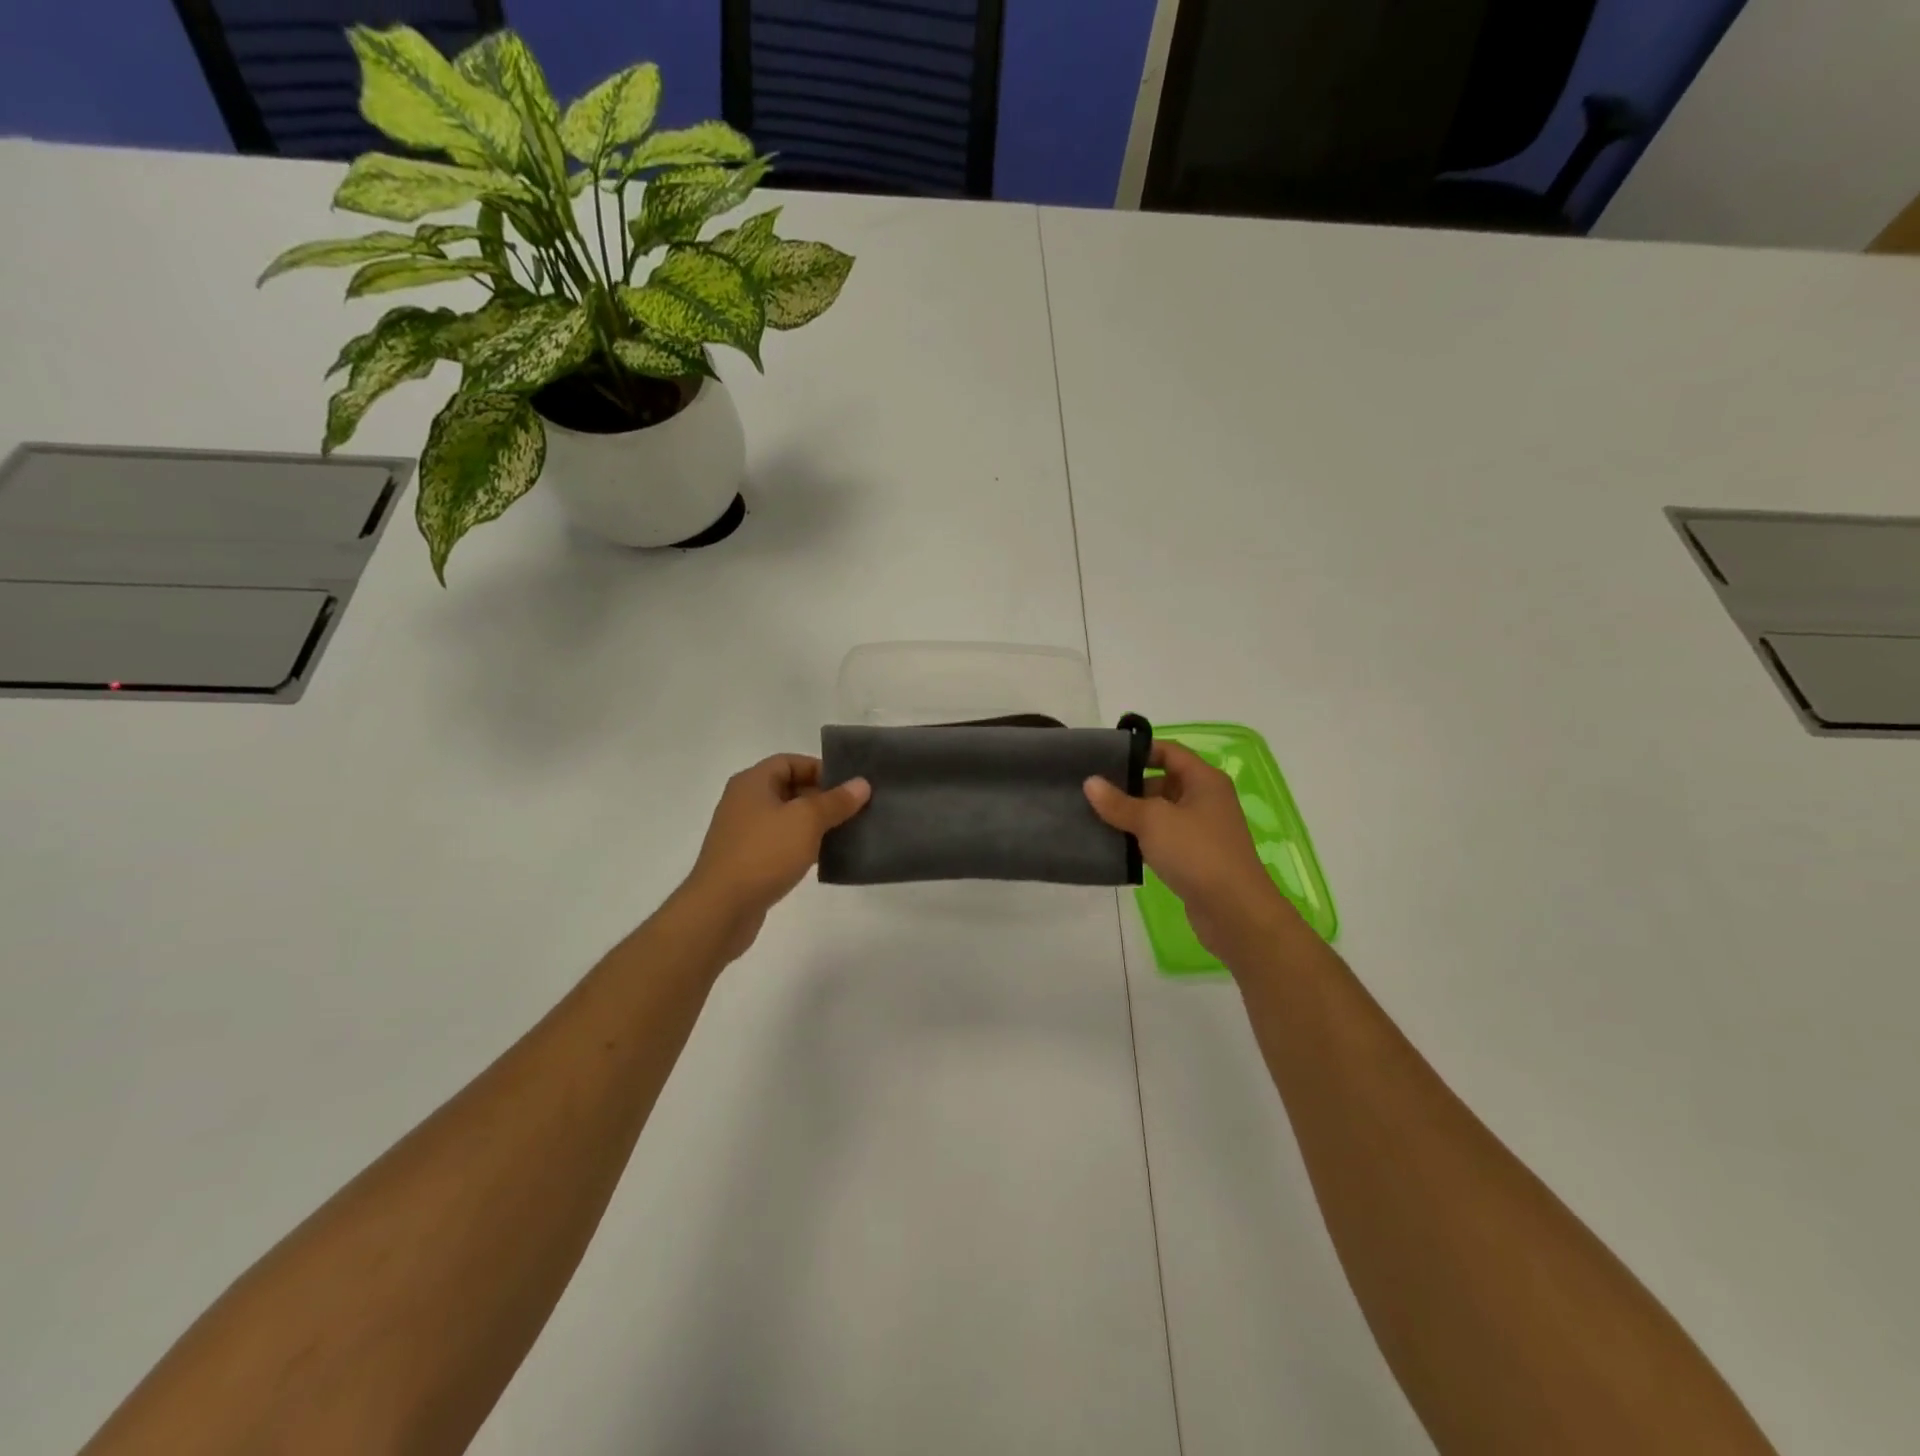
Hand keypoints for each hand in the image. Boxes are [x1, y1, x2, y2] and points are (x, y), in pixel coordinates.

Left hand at [682, 755, 869, 959]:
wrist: (721, 908)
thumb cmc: (764, 853)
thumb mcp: (806, 821)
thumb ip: (835, 801)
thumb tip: (861, 783)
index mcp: (752, 782)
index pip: (790, 762)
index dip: (820, 769)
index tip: (849, 786)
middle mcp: (744, 802)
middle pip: (789, 789)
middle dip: (822, 797)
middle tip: (854, 810)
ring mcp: (743, 833)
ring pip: (786, 818)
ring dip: (814, 824)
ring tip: (845, 833)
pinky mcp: (747, 860)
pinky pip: (780, 843)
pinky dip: (801, 845)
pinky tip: (823, 857)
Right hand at [1084, 742, 1296, 965]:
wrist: (1234, 911)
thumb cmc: (1196, 852)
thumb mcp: (1153, 821)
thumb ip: (1119, 802)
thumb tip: (1090, 783)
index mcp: (1204, 780)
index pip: (1168, 751)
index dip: (1138, 750)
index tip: (1104, 758)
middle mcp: (1205, 800)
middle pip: (1162, 781)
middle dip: (1129, 786)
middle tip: (1091, 791)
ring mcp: (1201, 831)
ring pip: (1160, 813)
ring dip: (1132, 816)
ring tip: (1094, 816)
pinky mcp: (1194, 858)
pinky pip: (1162, 840)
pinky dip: (1141, 840)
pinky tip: (1114, 845)